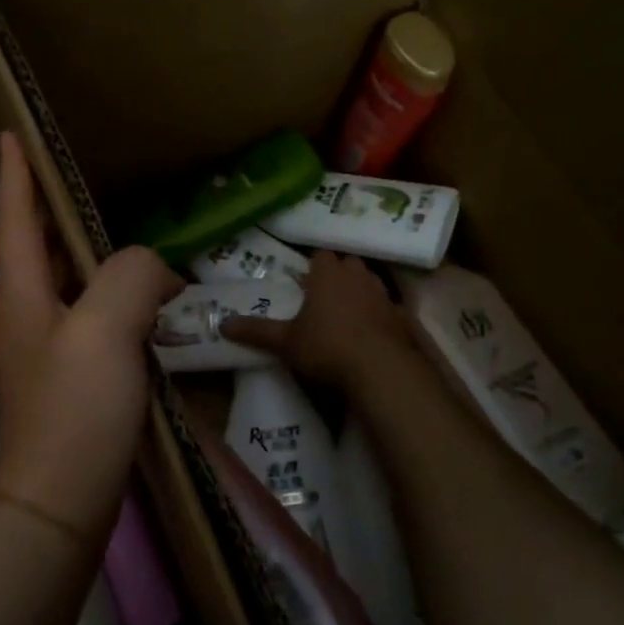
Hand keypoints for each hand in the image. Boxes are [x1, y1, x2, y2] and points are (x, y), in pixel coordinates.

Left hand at [0, 132, 182, 541]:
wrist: (60, 503)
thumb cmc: (75, 412)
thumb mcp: (105, 330)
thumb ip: (131, 277)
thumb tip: (154, 272)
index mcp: (24, 295)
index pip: (16, 218)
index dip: (15, 173)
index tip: (9, 134)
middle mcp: (28, 317)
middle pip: (39, 249)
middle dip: (52, 212)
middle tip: (79, 183)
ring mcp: (47, 353)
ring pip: (68, 286)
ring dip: (89, 259)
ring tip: (122, 240)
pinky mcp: (70, 383)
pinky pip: (91, 322)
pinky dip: (112, 303)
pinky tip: (140, 308)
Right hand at [221, 250, 411, 390]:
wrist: (381, 369)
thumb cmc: (327, 347)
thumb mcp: (285, 342)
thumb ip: (256, 331)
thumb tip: (221, 325)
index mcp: (327, 275)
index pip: (321, 255)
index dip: (313, 266)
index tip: (305, 280)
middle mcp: (357, 277)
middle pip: (348, 263)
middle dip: (338, 273)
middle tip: (324, 293)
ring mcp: (383, 295)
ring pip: (370, 281)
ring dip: (360, 290)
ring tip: (347, 311)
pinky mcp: (402, 316)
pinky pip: (388, 307)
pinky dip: (379, 314)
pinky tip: (371, 332)